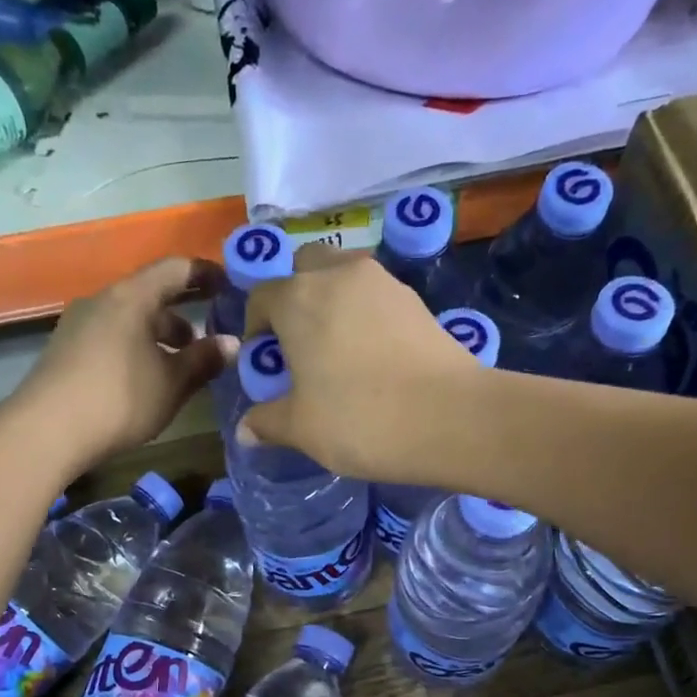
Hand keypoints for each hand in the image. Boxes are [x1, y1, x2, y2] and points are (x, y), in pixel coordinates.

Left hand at [11, 258, 232, 472]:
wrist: (46, 431)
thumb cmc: (120, 399)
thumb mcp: (172, 383)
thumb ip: (204, 360)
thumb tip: (231, 343)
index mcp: (132, 297)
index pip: (175, 269)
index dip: (205, 274)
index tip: (229, 286)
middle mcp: (103, 300)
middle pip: (150, 295)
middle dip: (183, 314)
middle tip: (210, 337)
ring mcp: (79, 325)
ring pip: (130, 320)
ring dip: (159, 336)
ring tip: (181, 365)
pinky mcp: (66, 351)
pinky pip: (112, 337)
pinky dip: (137, 348)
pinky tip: (148, 379)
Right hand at [240, 244, 483, 480]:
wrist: (450, 418)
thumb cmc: (360, 419)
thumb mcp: (302, 428)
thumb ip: (268, 422)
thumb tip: (246, 430)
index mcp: (298, 299)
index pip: (261, 297)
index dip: (254, 327)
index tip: (263, 360)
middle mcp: (339, 276)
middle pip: (305, 266)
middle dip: (295, 294)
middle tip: (299, 341)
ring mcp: (383, 283)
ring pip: (345, 274)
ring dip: (333, 298)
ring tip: (337, 346)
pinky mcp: (417, 300)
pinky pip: (376, 295)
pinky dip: (366, 313)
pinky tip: (373, 354)